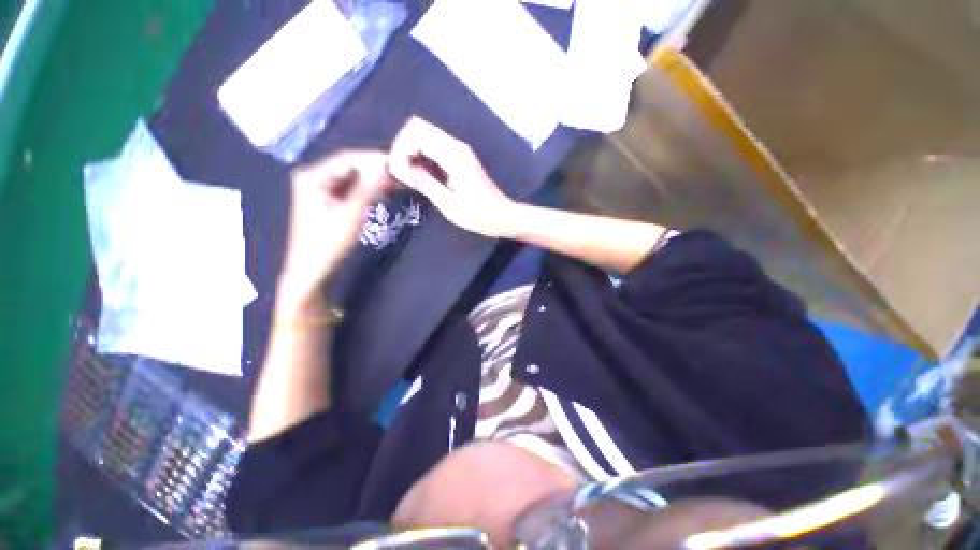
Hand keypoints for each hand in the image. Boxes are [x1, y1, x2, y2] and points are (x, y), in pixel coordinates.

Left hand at [278, 151, 389, 309]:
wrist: (313, 270)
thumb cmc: (328, 243)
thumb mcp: (351, 214)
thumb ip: (368, 188)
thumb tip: (386, 166)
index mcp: (312, 176)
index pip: (347, 159)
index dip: (373, 159)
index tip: (398, 164)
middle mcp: (314, 177)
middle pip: (350, 167)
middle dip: (375, 170)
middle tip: (400, 174)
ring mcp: (321, 189)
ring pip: (353, 178)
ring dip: (374, 180)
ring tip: (397, 182)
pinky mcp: (328, 200)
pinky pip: (351, 189)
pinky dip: (368, 190)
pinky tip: (384, 191)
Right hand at [389, 117, 517, 237]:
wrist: (502, 216)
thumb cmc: (478, 215)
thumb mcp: (449, 205)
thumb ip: (425, 183)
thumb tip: (399, 168)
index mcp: (454, 155)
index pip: (416, 132)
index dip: (401, 149)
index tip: (398, 172)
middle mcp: (456, 146)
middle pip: (419, 127)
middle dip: (403, 147)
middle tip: (400, 173)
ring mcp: (459, 151)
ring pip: (425, 135)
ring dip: (411, 151)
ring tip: (407, 176)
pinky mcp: (460, 158)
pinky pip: (434, 147)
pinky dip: (422, 156)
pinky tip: (420, 175)